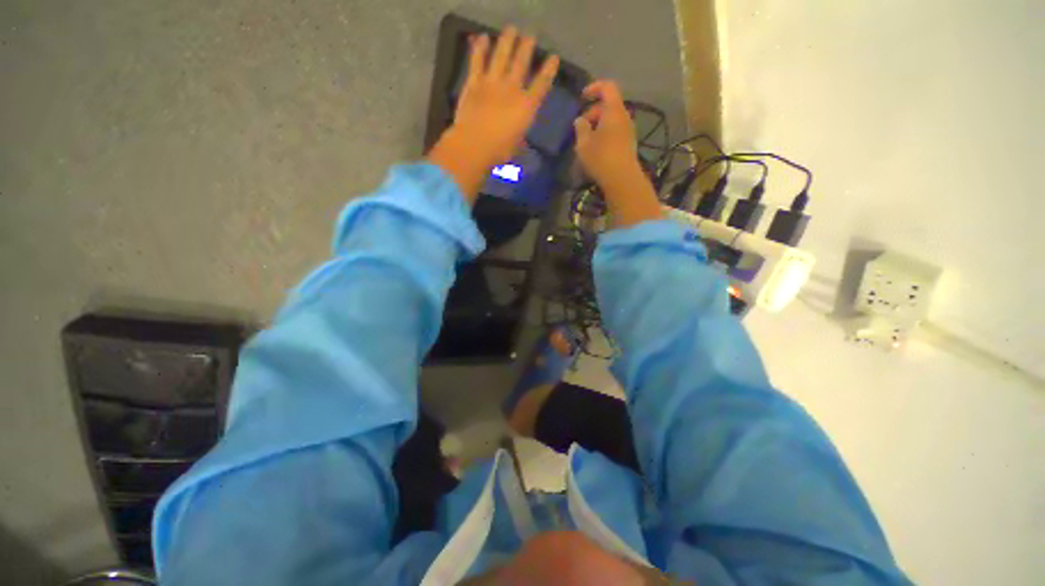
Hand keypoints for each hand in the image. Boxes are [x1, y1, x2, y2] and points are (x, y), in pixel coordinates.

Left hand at [427, 27, 559, 202]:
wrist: (474, 144)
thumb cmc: (499, 151)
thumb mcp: (515, 147)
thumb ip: (520, 140)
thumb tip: (521, 141)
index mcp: (526, 106)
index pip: (542, 84)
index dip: (549, 70)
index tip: (554, 58)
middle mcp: (512, 89)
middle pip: (521, 63)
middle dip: (527, 48)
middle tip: (530, 36)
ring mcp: (492, 82)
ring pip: (502, 55)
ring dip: (507, 40)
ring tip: (511, 29)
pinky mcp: (474, 82)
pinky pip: (477, 60)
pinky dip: (480, 48)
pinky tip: (482, 37)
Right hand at [573, 80, 660, 225]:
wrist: (622, 179)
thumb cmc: (601, 158)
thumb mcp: (583, 143)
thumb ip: (580, 128)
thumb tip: (580, 120)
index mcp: (614, 110)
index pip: (607, 87)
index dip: (594, 88)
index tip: (582, 97)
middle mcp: (624, 117)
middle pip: (609, 105)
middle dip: (592, 112)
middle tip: (580, 127)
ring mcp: (628, 131)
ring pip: (611, 120)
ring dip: (598, 126)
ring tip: (585, 141)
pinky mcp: (628, 144)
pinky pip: (615, 131)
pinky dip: (604, 134)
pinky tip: (595, 149)